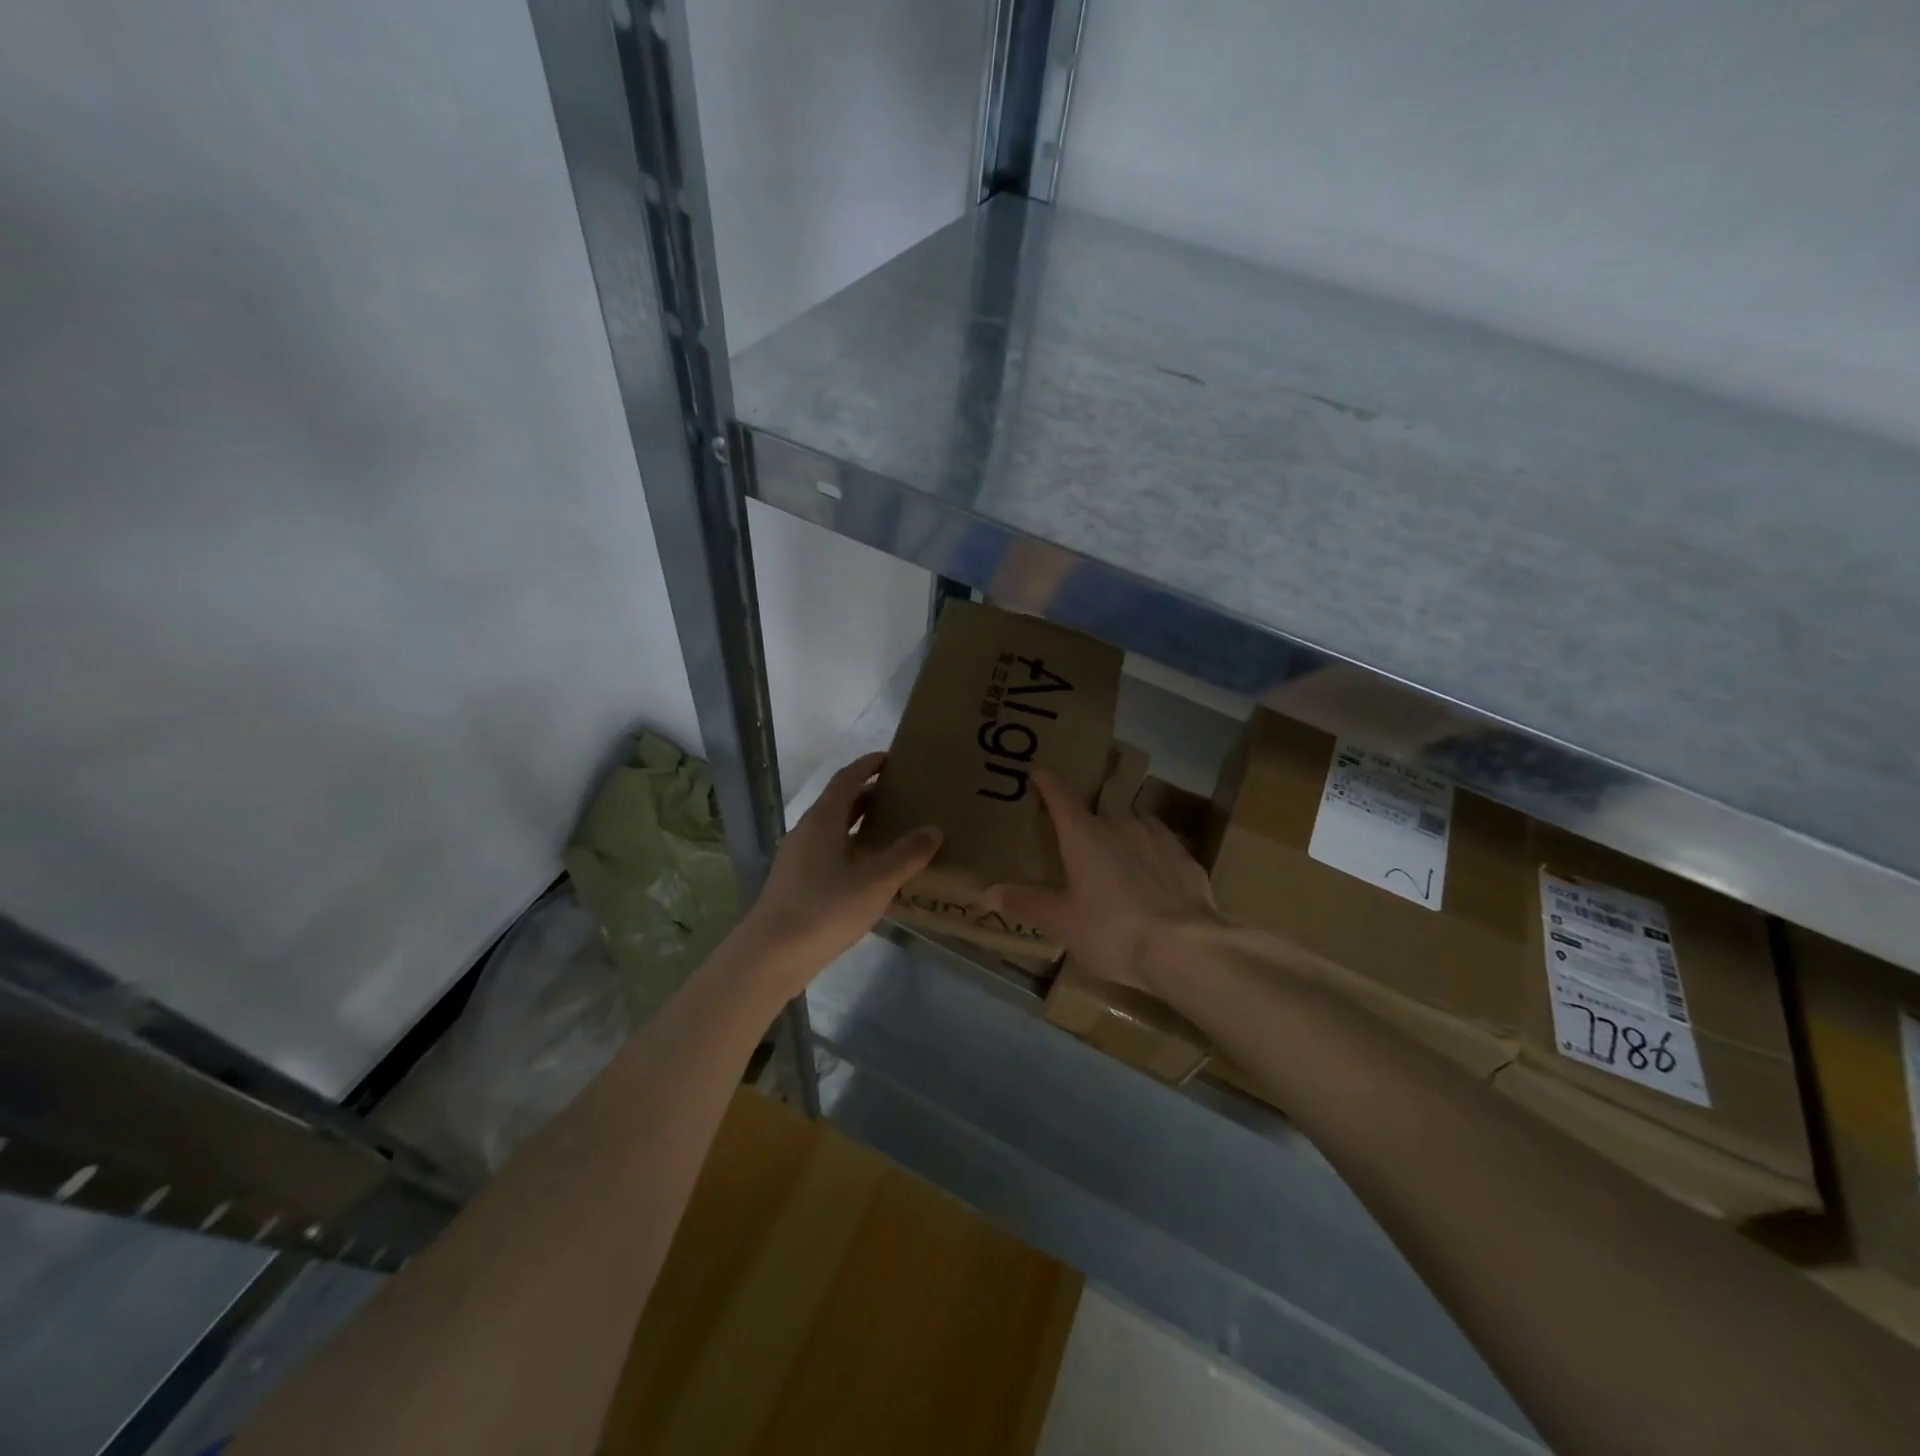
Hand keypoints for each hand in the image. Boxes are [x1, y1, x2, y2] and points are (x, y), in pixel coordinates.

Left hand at [736, 752, 940, 994]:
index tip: (892, 758)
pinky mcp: (795, 881)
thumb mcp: (875, 882)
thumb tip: (934, 829)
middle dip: (870, 795)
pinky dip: (851, 847)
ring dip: (860, 824)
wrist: (771, 955)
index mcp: (822, 821)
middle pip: (840, 802)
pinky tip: (869, 870)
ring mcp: (797, 857)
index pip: (847, 779)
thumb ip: (906, 855)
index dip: (868, 765)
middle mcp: (806, 831)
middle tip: (903, 797)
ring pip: (834, 829)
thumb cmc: (824, 910)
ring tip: (892, 831)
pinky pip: (828, 851)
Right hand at [991, 768, 1226, 994]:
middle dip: (1095, 798)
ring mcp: (1158, 837)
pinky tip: (1155, 868)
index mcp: (1084, 835)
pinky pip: (1163, 841)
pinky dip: (1153, 848)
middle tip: (1088, 811)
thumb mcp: (1062, 923)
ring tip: (1122, 839)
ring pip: (1138, 816)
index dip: (1048, 782)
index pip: (1060, 797)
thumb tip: (988, 892)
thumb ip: (1027, 903)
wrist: (1186, 947)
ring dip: (1127, 821)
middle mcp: (1121, 824)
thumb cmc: (1113, 930)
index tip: (1040, 771)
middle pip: (1106, 798)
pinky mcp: (1186, 857)